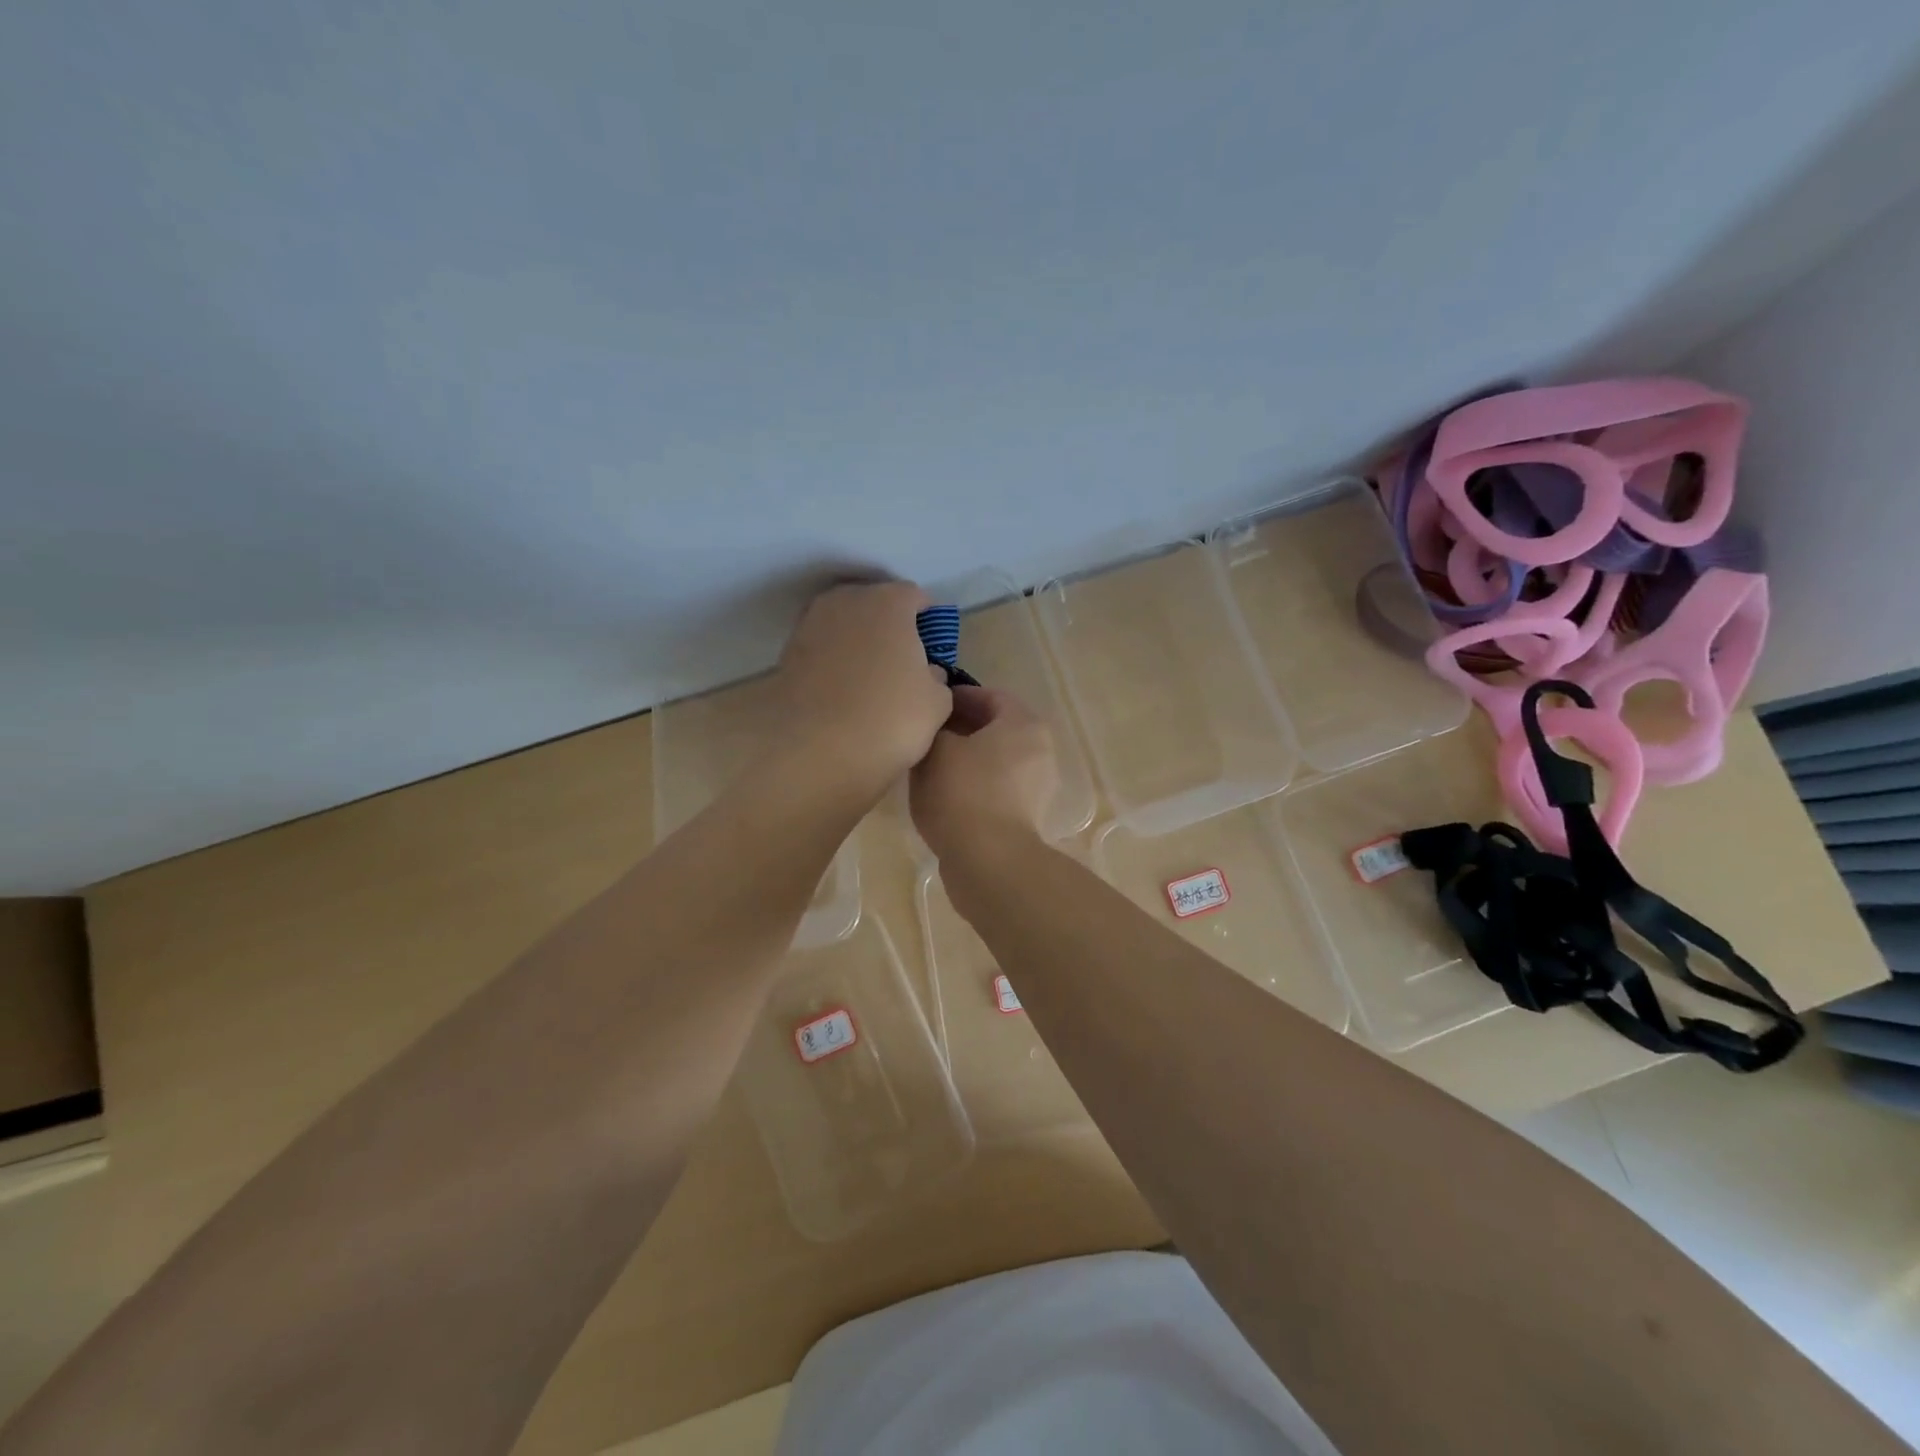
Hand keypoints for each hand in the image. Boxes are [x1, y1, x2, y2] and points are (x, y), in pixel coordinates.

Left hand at [776, 581, 951, 798]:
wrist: (816, 751)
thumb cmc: (890, 718)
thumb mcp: (937, 702)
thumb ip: (936, 678)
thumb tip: (925, 673)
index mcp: (888, 602)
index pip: (915, 597)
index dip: (927, 621)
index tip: (932, 648)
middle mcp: (846, 602)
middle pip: (875, 604)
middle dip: (890, 626)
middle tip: (903, 663)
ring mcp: (811, 625)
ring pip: (845, 625)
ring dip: (859, 643)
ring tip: (871, 680)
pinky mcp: (787, 654)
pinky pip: (822, 650)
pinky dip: (834, 663)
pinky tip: (844, 693)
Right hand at [910, 686, 1058, 862]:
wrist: (988, 860)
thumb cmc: (962, 792)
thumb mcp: (935, 749)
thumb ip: (935, 728)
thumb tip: (937, 728)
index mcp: (1023, 723)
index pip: (989, 696)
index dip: (956, 697)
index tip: (929, 705)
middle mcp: (1040, 748)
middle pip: (996, 728)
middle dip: (962, 728)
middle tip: (928, 734)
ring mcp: (1038, 785)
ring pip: (997, 759)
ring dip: (968, 757)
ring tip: (932, 764)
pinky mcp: (1029, 814)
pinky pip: (998, 786)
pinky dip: (976, 783)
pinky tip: (947, 793)